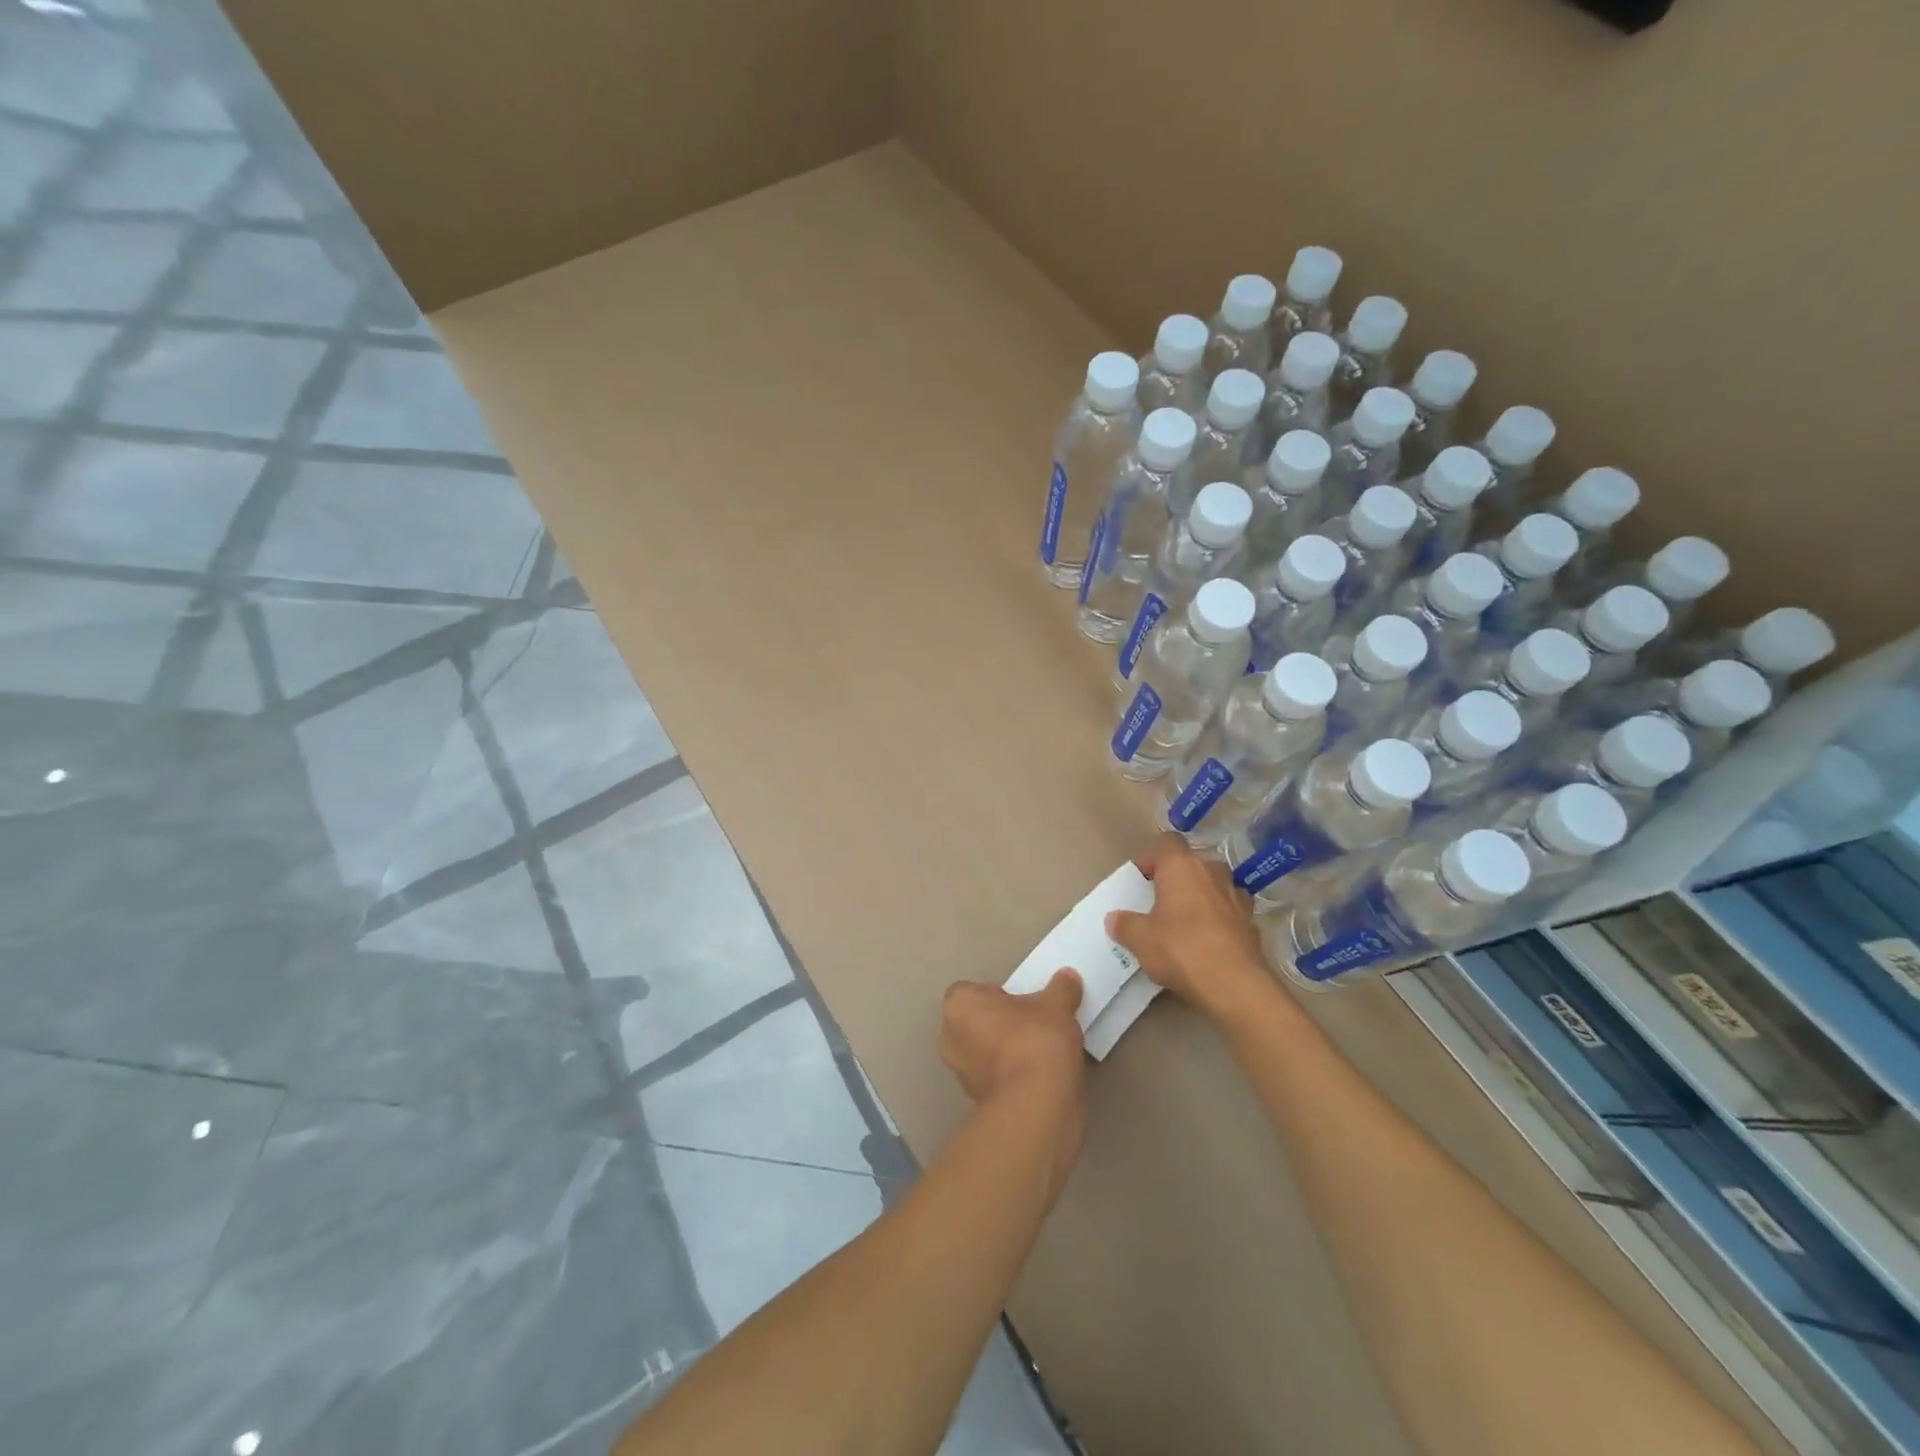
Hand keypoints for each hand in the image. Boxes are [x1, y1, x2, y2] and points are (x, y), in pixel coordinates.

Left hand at [939, 971, 1084, 1106]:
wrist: (1036, 1106)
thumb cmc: (1035, 1040)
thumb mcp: (1057, 1005)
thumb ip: (1061, 988)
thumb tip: (1068, 978)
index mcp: (959, 1005)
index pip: (974, 991)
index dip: (999, 994)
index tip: (1025, 1002)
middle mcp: (950, 1037)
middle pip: (978, 1021)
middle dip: (1002, 1023)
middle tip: (1034, 1024)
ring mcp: (962, 1074)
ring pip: (985, 1052)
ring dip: (1007, 1051)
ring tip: (1043, 1052)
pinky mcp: (977, 1102)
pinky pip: (996, 1078)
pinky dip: (1013, 1076)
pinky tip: (1041, 1076)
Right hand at [1107, 832, 1269, 1021]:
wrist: (1235, 986)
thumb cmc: (1181, 949)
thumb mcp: (1140, 939)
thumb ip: (1124, 925)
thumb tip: (1115, 919)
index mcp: (1181, 866)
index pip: (1166, 842)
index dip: (1151, 858)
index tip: (1140, 880)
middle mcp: (1212, 872)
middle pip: (1192, 863)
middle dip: (1177, 878)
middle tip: (1159, 902)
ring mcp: (1237, 896)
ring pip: (1215, 885)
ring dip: (1201, 896)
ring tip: (1185, 921)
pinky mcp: (1252, 923)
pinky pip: (1230, 911)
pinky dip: (1219, 920)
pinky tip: (1208, 942)